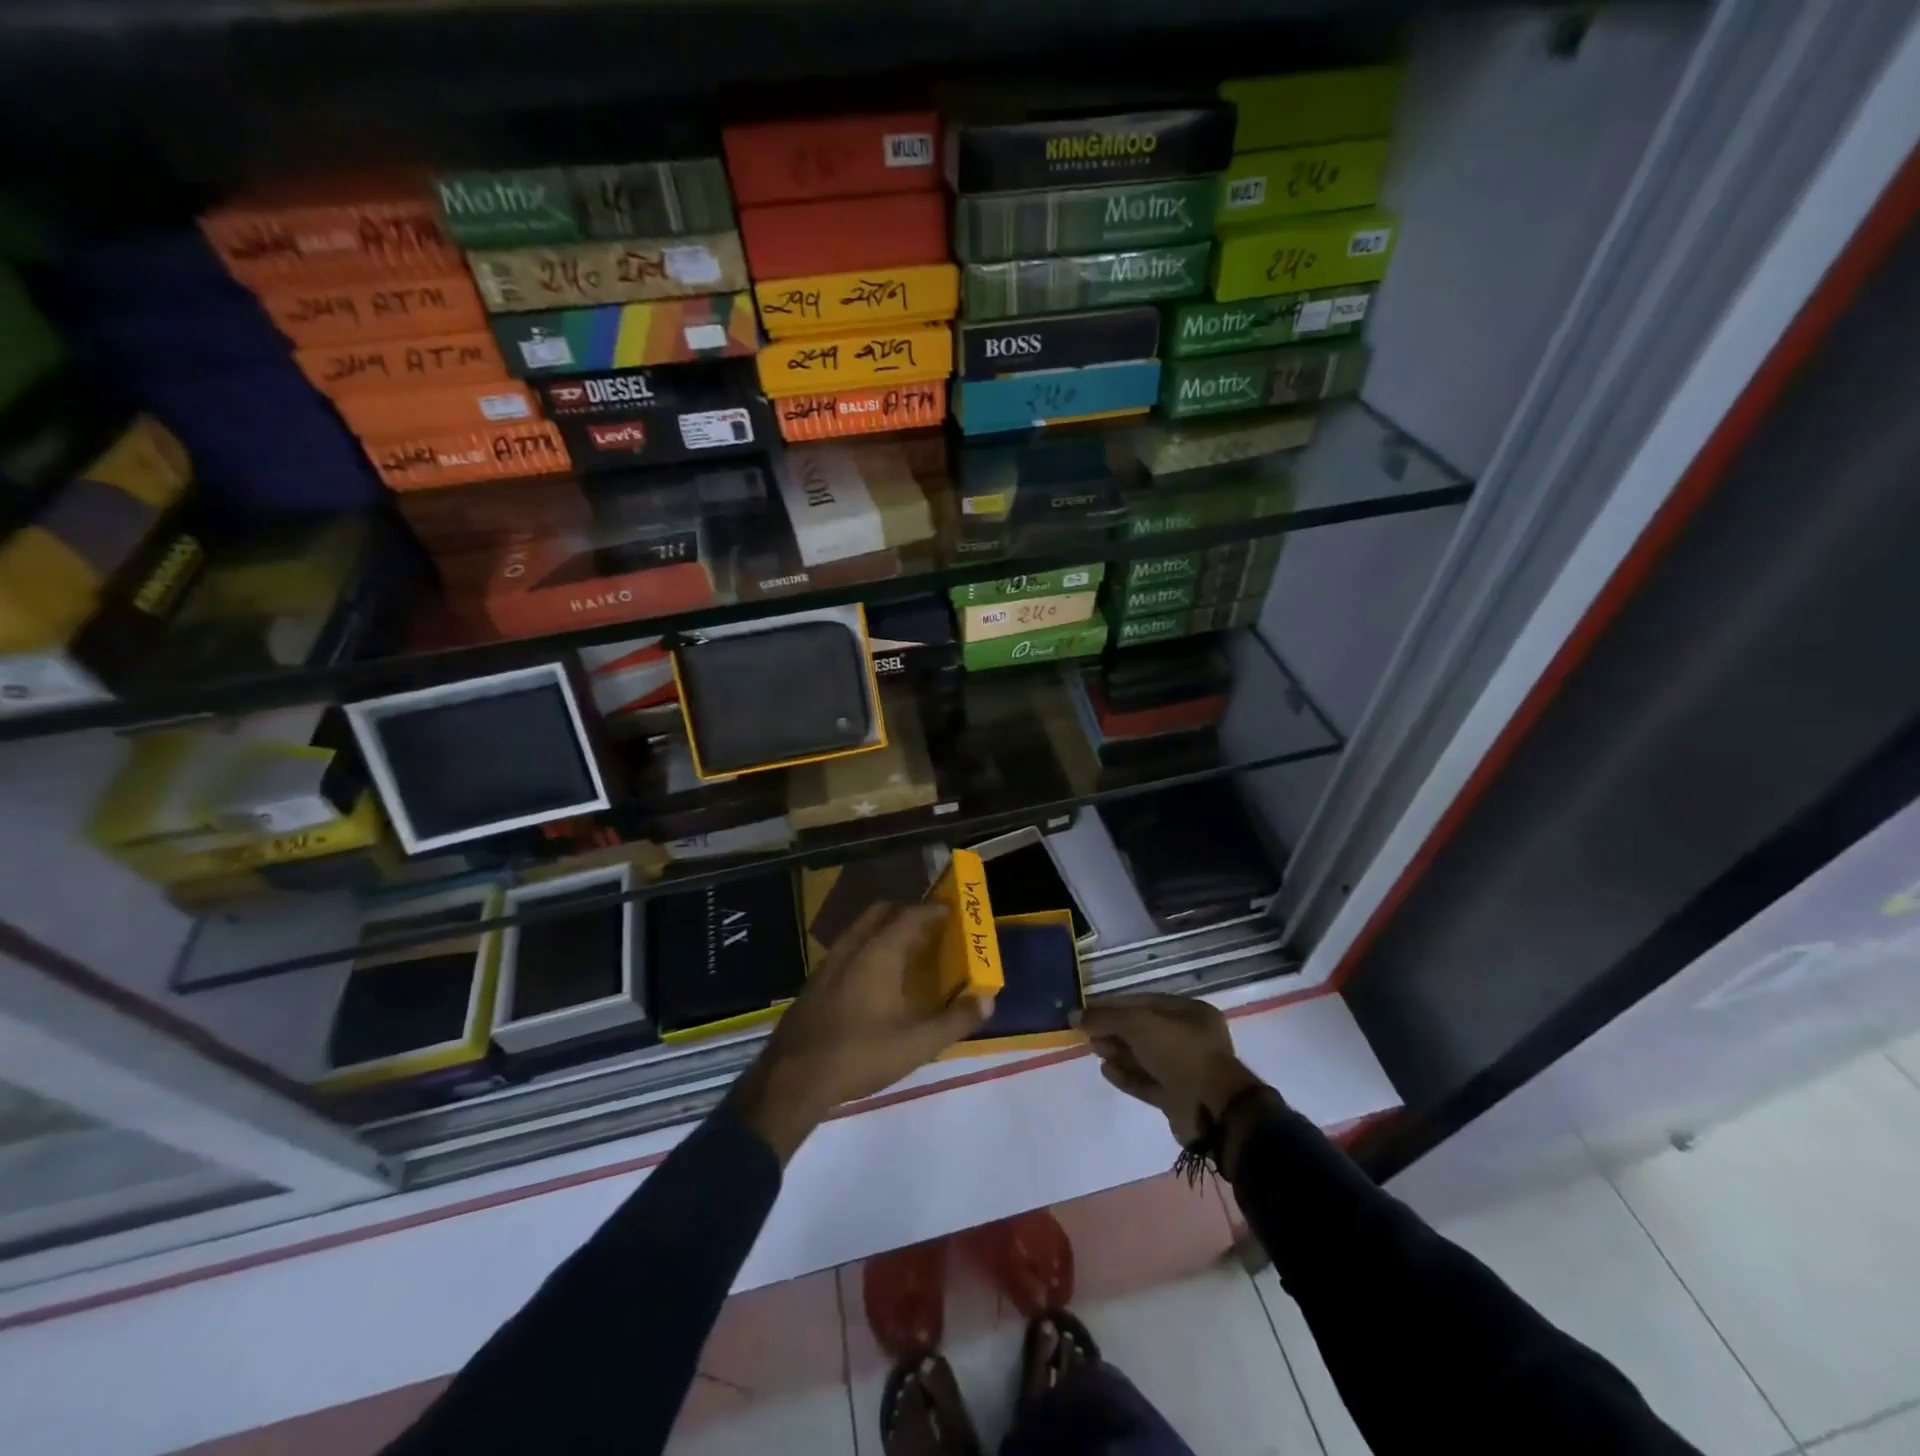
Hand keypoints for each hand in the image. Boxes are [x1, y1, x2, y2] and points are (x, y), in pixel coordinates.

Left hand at [732, 902, 991, 1162]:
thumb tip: (987, 1000)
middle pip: (881, 913)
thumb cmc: (859, 1055)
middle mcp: (852, 948)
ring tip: (906, 951)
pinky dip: (867, 949)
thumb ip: (955, 1020)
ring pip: (860, 930)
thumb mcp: (917, 1044)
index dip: (933, 911)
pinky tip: (874, 980)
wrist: (792, 1080)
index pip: (910, 915)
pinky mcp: (814, 983)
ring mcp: (828, 964)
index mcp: (878, 953)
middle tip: (930, 928)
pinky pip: (847, 950)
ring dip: (884, 930)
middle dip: (907, 913)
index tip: (952, 912)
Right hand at [1076, 993, 1265, 1147]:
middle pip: (1143, 1029)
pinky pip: (1147, 1081)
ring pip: (1144, 1056)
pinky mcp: (1177, 1096)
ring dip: (1118, 1052)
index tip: (1087, 1011)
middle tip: (1088, 1034)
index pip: (1144, 1002)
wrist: (1212, 1111)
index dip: (1114, 1005)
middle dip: (1114, 1030)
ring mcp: (1185, 1069)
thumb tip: (1073, 1015)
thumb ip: (1105, 1017)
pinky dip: (1126, 1076)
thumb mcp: (1139, 1025)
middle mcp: (1190, 1038)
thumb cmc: (1180, 1053)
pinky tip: (1106, 1071)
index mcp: (1190, 1012)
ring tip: (1095, 1050)